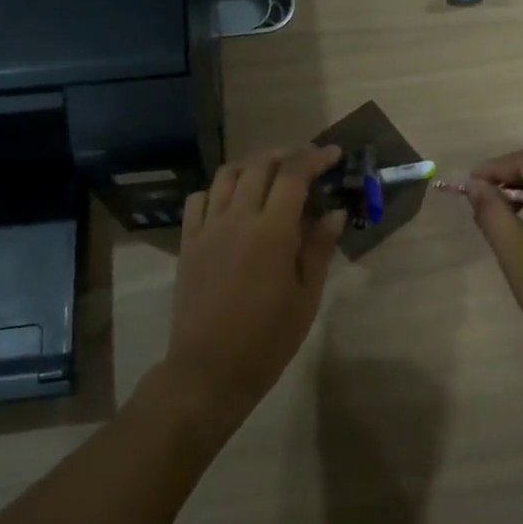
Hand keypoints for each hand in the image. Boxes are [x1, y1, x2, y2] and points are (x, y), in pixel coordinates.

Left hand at [162, 145, 347, 425]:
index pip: (293, 174)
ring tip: (271, 174)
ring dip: (253, 165)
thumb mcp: (306, 296)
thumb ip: (318, 248)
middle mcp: (237, 218)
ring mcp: (207, 228)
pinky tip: (232, 200)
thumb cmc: (268, 338)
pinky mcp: (188, 242)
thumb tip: (334, 212)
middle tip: (306, 164)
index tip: (333, 154)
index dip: (315, 158)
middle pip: (260, 165)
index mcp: (272, 232)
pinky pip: (199, 198)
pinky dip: (219, 188)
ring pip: (227, 175)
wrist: (210, 369)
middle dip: (287, 155)